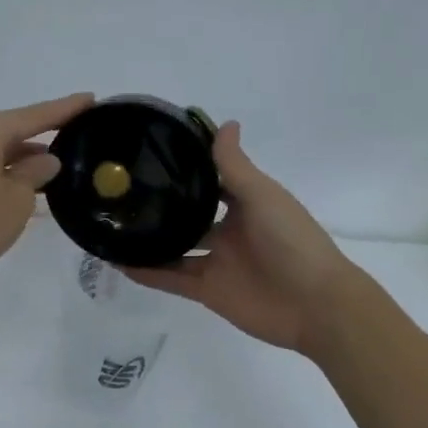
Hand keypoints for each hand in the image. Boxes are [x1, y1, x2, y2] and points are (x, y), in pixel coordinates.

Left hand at [0, 93, 94, 287]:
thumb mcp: (18, 198)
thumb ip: (36, 171)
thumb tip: (47, 160)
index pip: (34, 115)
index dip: (65, 108)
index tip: (91, 98)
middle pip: (14, 126)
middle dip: (46, 129)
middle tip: (81, 127)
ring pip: (0, 144)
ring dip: (27, 152)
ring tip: (63, 156)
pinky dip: (9, 164)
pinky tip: (32, 175)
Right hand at [123, 121, 360, 354]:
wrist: (315, 305)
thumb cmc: (292, 241)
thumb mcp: (262, 196)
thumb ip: (234, 166)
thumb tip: (225, 122)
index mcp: (246, 203)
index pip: (210, 180)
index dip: (186, 168)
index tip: (151, 154)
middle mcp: (229, 230)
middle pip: (190, 215)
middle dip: (162, 205)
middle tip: (121, 191)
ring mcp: (217, 262)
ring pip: (176, 248)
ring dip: (150, 240)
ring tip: (113, 225)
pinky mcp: (208, 291)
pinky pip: (172, 279)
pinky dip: (148, 273)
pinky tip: (120, 263)